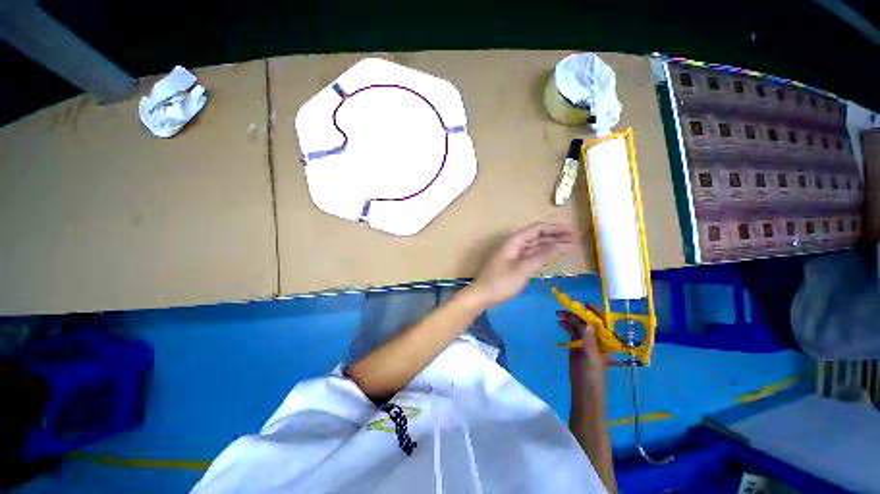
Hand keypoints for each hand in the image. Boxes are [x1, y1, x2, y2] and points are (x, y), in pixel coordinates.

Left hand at [471, 222, 578, 307]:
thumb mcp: (522, 269)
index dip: (556, 228)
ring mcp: (513, 253)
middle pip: (537, 235)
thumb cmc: (501, 282)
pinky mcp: (513, 263)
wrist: (482, 295)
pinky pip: (530, 253)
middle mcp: (514, 244)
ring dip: (551, 243)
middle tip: (576, 237)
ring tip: (569, 244)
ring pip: (534, 244)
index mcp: (514, 241)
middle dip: (556, 234)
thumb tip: (557, 245)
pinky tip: (552, 254)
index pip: (538, 228)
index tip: (573, 232)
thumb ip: (540, 256)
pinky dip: (542, 253)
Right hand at [557, 310, 607, 380]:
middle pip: (588, 321)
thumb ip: (589, 339)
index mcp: (606, 341)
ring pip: (578, 324)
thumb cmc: (593, 374)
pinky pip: (572, 330)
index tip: (586, 304)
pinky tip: (560, 322)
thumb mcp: (591, 356)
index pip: (603, 322)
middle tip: (566, 308)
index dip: (596, 312)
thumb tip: (587, 323)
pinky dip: (566, 325)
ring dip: (570, 318)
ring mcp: (586, 340)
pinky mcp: (576, 343)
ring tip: (559, 314)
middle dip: (578, 314)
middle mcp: (597, 338)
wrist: (583, 389)